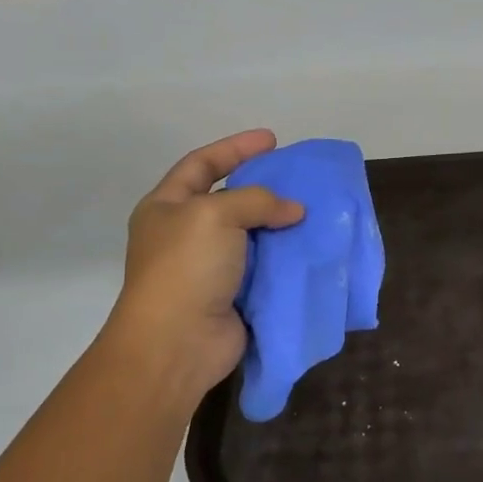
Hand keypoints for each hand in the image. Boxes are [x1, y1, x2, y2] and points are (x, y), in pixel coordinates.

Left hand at [108, 130, 303, 402]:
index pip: (202, 164)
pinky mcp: (233, 296)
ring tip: (314, 213)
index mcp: (167, 207)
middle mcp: (186, 235)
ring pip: (252, 236)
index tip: (272, 139)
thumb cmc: (186, 268)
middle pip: (230, 200)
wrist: (178, 342)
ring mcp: (210, 268)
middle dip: (264, 189)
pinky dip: (286, 259)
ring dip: (280, 225)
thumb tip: (293, 210)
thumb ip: (257, 201)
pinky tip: (311, 249)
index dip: (235, 148)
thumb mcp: (215, 214)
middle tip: (300, 180)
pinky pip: (265, 269)